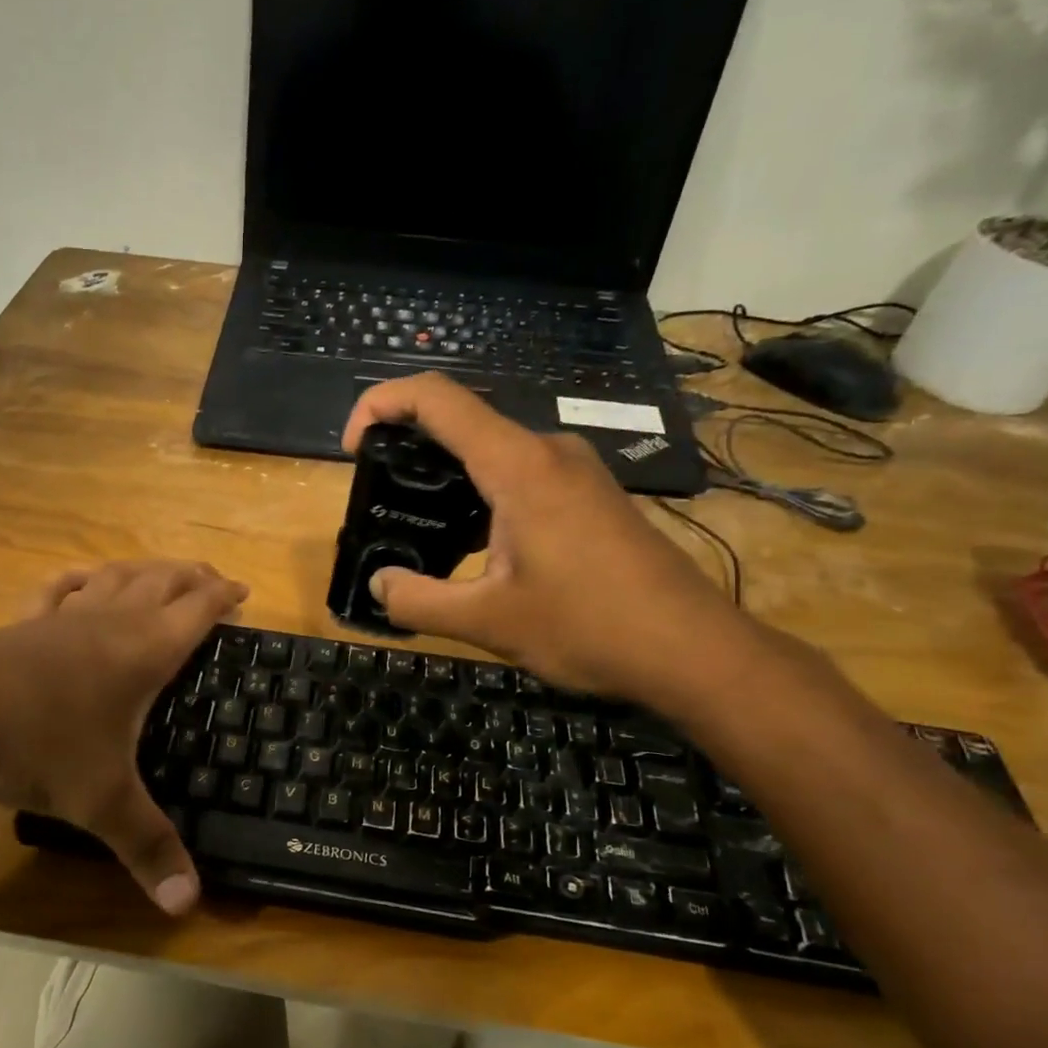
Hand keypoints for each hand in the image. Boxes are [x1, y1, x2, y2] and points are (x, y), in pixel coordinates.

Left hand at [0, 561, 246, 914]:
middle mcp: (110, 622)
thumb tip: (188, 905)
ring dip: (146, 570)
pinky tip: (83, 578)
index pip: (197, 610)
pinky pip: (59, 589)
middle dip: (193, 577)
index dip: (224, 597)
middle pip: (162, 581)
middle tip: (214, 580)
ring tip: (162, 573)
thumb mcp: (99, 802)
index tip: (245, 593)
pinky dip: (80, 578)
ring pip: (116, 577)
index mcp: (143, 651)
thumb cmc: (34, 743)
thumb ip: (147, 849)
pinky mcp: (22, 624)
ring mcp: (63, 618)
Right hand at [342, 373, 752, 708]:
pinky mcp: (591, 496)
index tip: (353, 447)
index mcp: (518, 466)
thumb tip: (378, 585)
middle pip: (462, 419)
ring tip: (417, 523)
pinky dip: (481, 493)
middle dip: (408, 444)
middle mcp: (548, 452)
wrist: (694, 649)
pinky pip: (521, 474)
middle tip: (377, 493)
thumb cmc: (590, 627)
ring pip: (492, 450)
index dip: (380, 404)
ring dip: (446, 474)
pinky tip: (473, 545)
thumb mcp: (488, 622)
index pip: (436, 398)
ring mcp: (576, 471)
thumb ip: (418, 601)